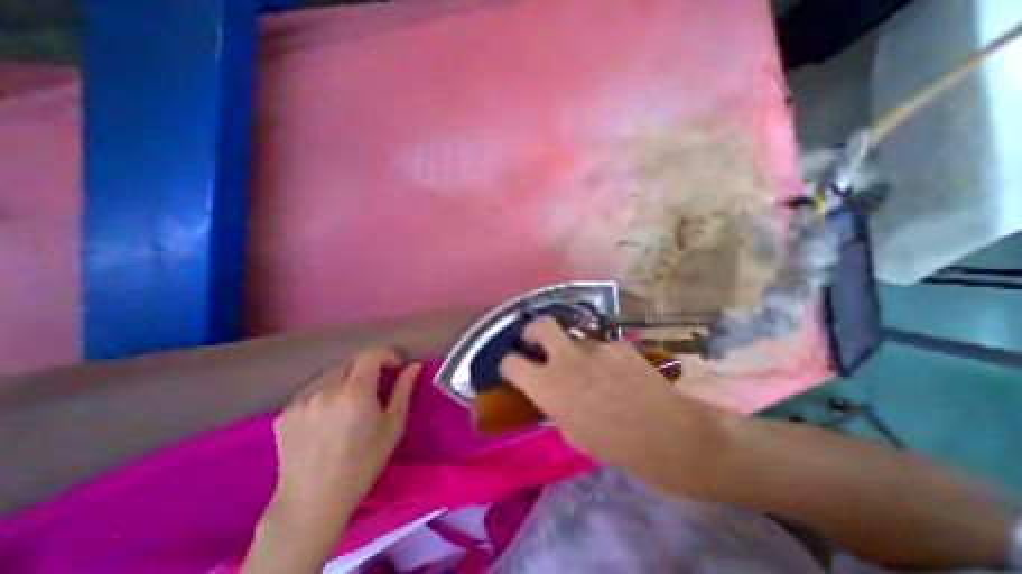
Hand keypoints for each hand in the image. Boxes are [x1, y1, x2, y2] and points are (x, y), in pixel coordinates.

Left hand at [273, 350, 421, 520]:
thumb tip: (414, 365)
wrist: (313, 501)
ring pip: (330, 373)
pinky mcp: (284, 412)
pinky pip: (311, 389)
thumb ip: (403, 390)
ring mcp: (301, 400)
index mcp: (355, 391)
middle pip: (350, 361)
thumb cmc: (363, 462)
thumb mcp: (393, 425)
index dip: (387, 356)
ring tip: (352, 399)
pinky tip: (329, 412)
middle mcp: (325, 389)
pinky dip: (326, 391)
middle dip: (368, 366)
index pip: (371, 354)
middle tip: (377, 384)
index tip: (395, 368)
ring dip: (346, 377)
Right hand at [503, 319, 726, 491]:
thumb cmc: (613, 444)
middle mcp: (567, 358)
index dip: (508, 363)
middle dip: (532, 330)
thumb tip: (547, 387)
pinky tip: (618, 372)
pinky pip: (601, 346)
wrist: (667, 434)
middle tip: (536, 340)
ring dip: (575, 350)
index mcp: (549, 386)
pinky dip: (602, 356)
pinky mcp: (618, 343)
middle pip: (540, 325)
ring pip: (575, 338)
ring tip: (593, 370)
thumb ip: (554, 402)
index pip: (511, 363)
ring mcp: (595, 346)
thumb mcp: (570, 431)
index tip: (513, 366)